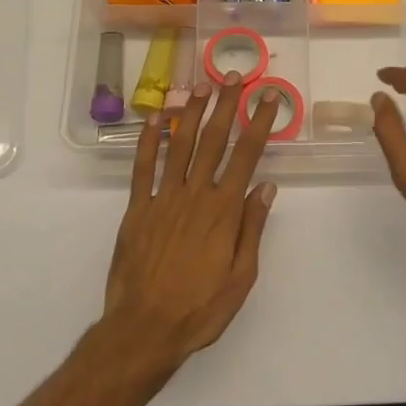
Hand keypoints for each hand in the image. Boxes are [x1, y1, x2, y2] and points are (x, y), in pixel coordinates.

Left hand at [103, 75, 279, 371]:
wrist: (144, 329)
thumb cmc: (200, 308)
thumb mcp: (241, 277)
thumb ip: (252, 228)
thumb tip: (266, 186)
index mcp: (223, 210)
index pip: (246, 156)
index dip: (259, 123)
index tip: (269, 98)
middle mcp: (194, 194)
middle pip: (214, 140)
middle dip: (226, 105)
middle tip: (234, 76)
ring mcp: (163, 198)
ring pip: (180, 145)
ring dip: (191, 113)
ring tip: (201, 86)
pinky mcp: (137, 208)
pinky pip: (143, 168)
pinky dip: (149, 141)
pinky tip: (155, 119)